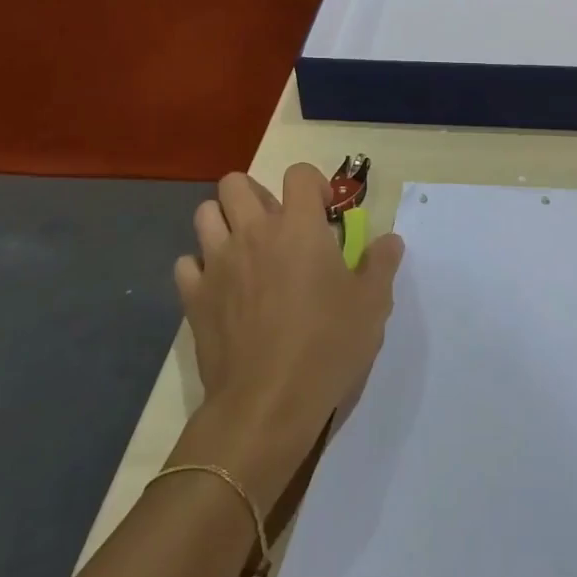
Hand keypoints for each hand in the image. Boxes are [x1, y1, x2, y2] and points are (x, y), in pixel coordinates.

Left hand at [176, 165, 403, 462]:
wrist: (268, 403)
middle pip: (235, 183)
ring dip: (222, 223)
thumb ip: (381, 264)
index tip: (323, 211)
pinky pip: (186, 265)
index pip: (298, 173)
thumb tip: (390, 239)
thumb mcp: (372, 305)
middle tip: (275, 225)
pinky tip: (219, 287)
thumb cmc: (327, 346)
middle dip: (255, 194)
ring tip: (243, 249)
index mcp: (299, 227)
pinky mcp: (194, 297)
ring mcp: (218, 262)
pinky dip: (200, 268)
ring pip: (204, 214)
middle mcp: (253, 232)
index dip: (312, 184)